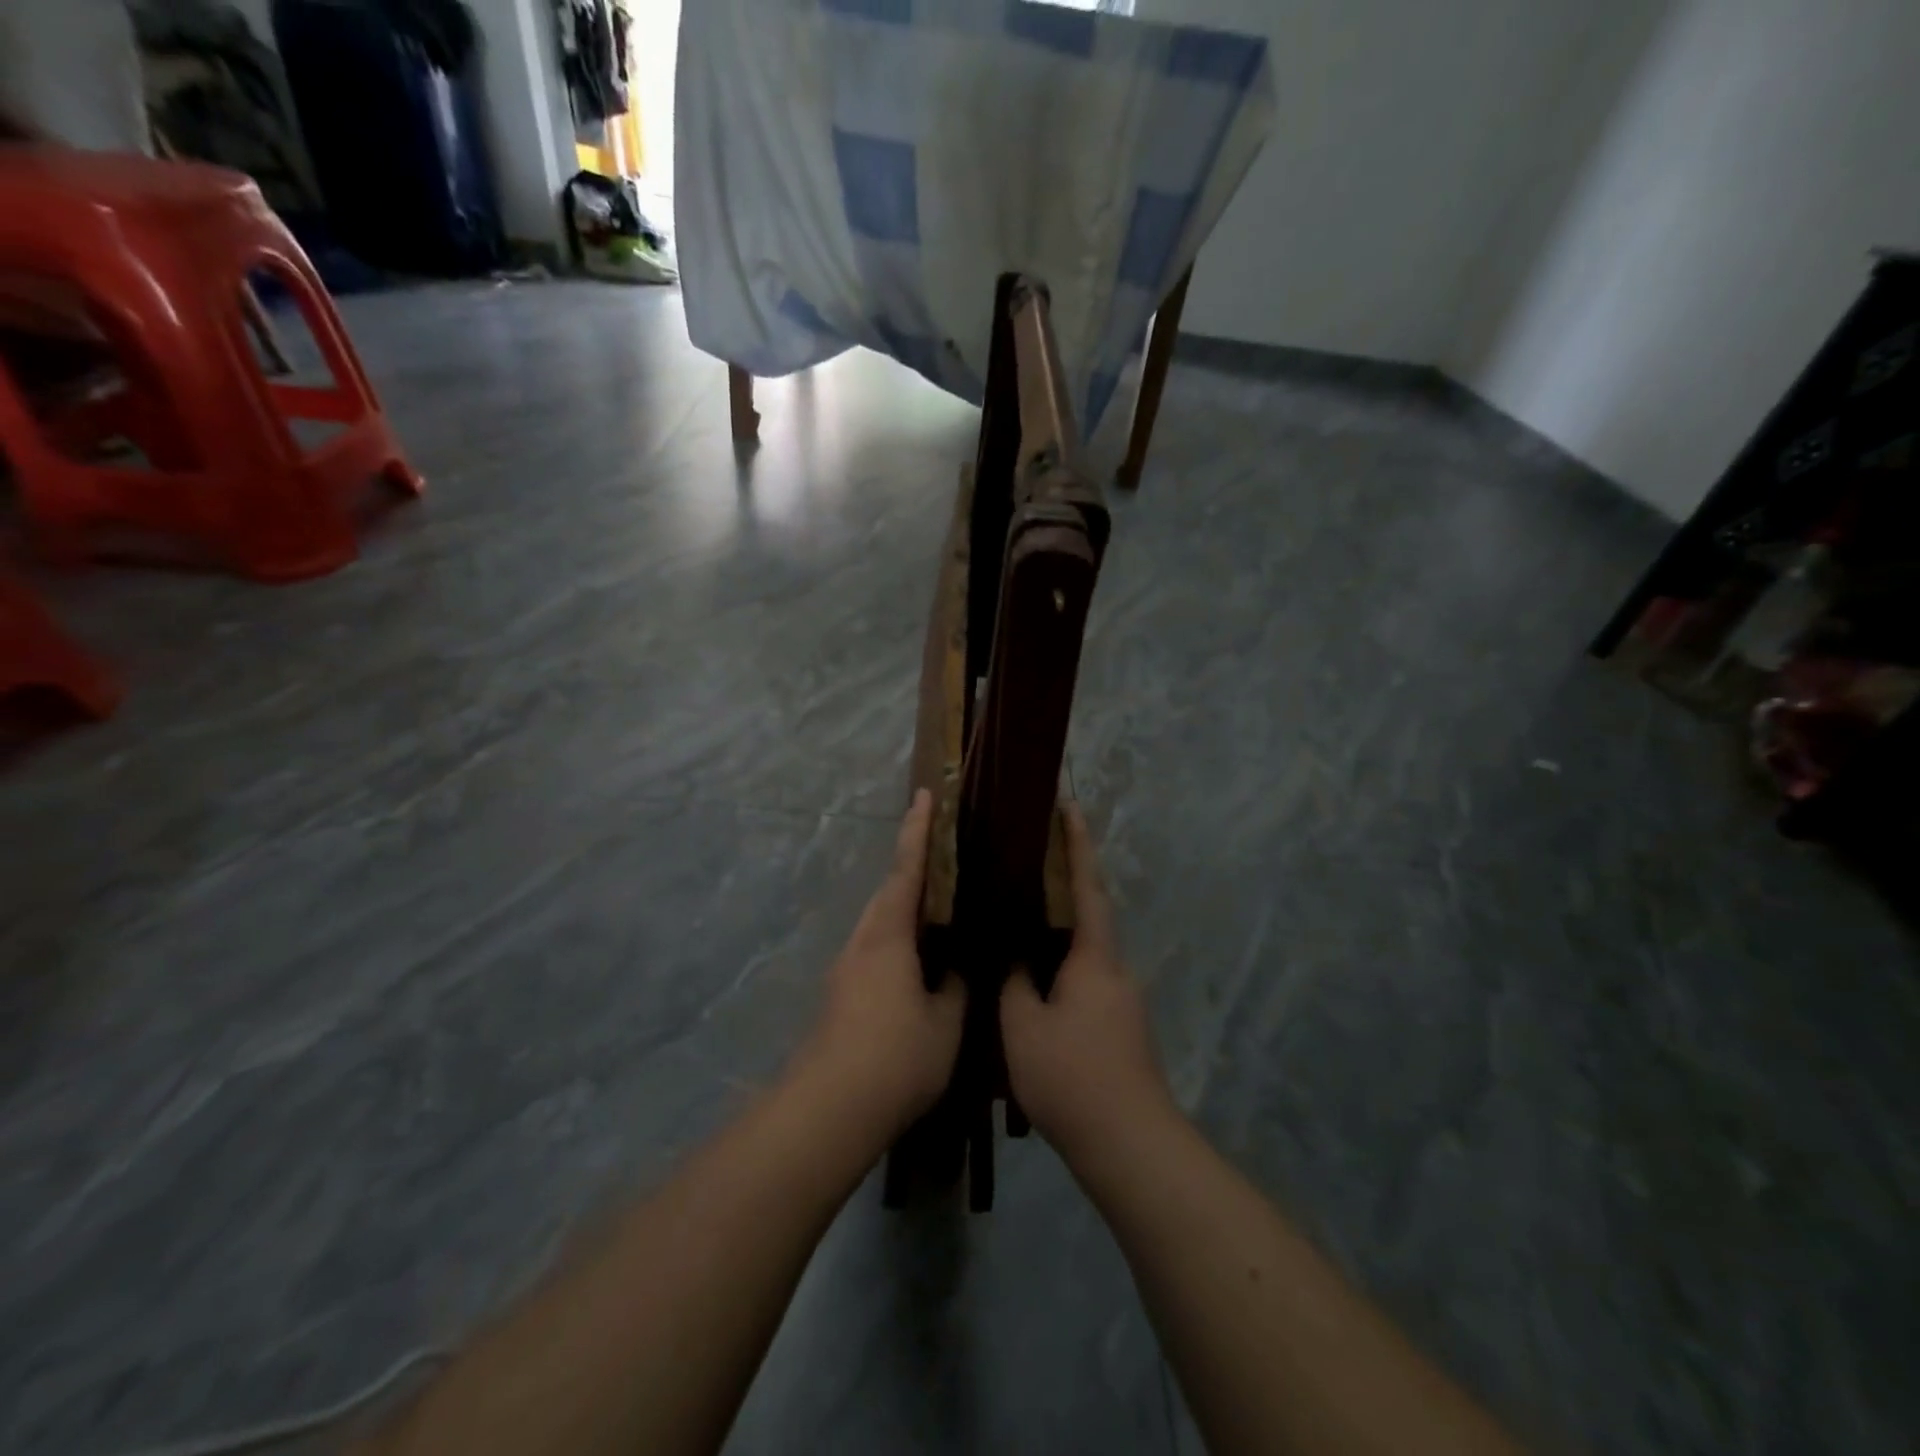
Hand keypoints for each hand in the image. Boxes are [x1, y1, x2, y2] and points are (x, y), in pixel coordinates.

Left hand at [796, 789, 966, 1139]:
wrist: (830, 1108)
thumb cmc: (896, 1056)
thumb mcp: (945, 1022)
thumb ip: (954, 988)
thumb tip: (953, 971)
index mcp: (888, 935)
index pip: (907, 869)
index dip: (918, 830)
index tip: (925, 795)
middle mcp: (862, 942)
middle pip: (888, 892)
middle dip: (912, 868)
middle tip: (943, 855)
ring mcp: (846, 970)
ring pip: (879, 923)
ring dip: (904, 907)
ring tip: (937, 910)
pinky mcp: (840, 996)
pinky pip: (875, 950)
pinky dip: (897, 940)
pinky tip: (917, 965)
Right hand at [1001, 804, 1173, 1163]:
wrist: (1130, 1143)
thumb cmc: (1072, 1076)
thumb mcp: (1023, 1026)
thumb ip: (1015, 983)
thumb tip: (1014, 957)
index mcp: (1094, 958)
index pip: (1087, 886)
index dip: (1077, 845)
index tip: (1068, 807)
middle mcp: (1115, 969)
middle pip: (1089, 914)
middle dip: (1066, 883)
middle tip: (1028, 860)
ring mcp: (1121, 999)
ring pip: (1085, 950)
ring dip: (1060, 929)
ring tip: (1020, 919)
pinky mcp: (1119, 1026)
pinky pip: (1086, 978)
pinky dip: (1061, 964)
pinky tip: (1034, 980)